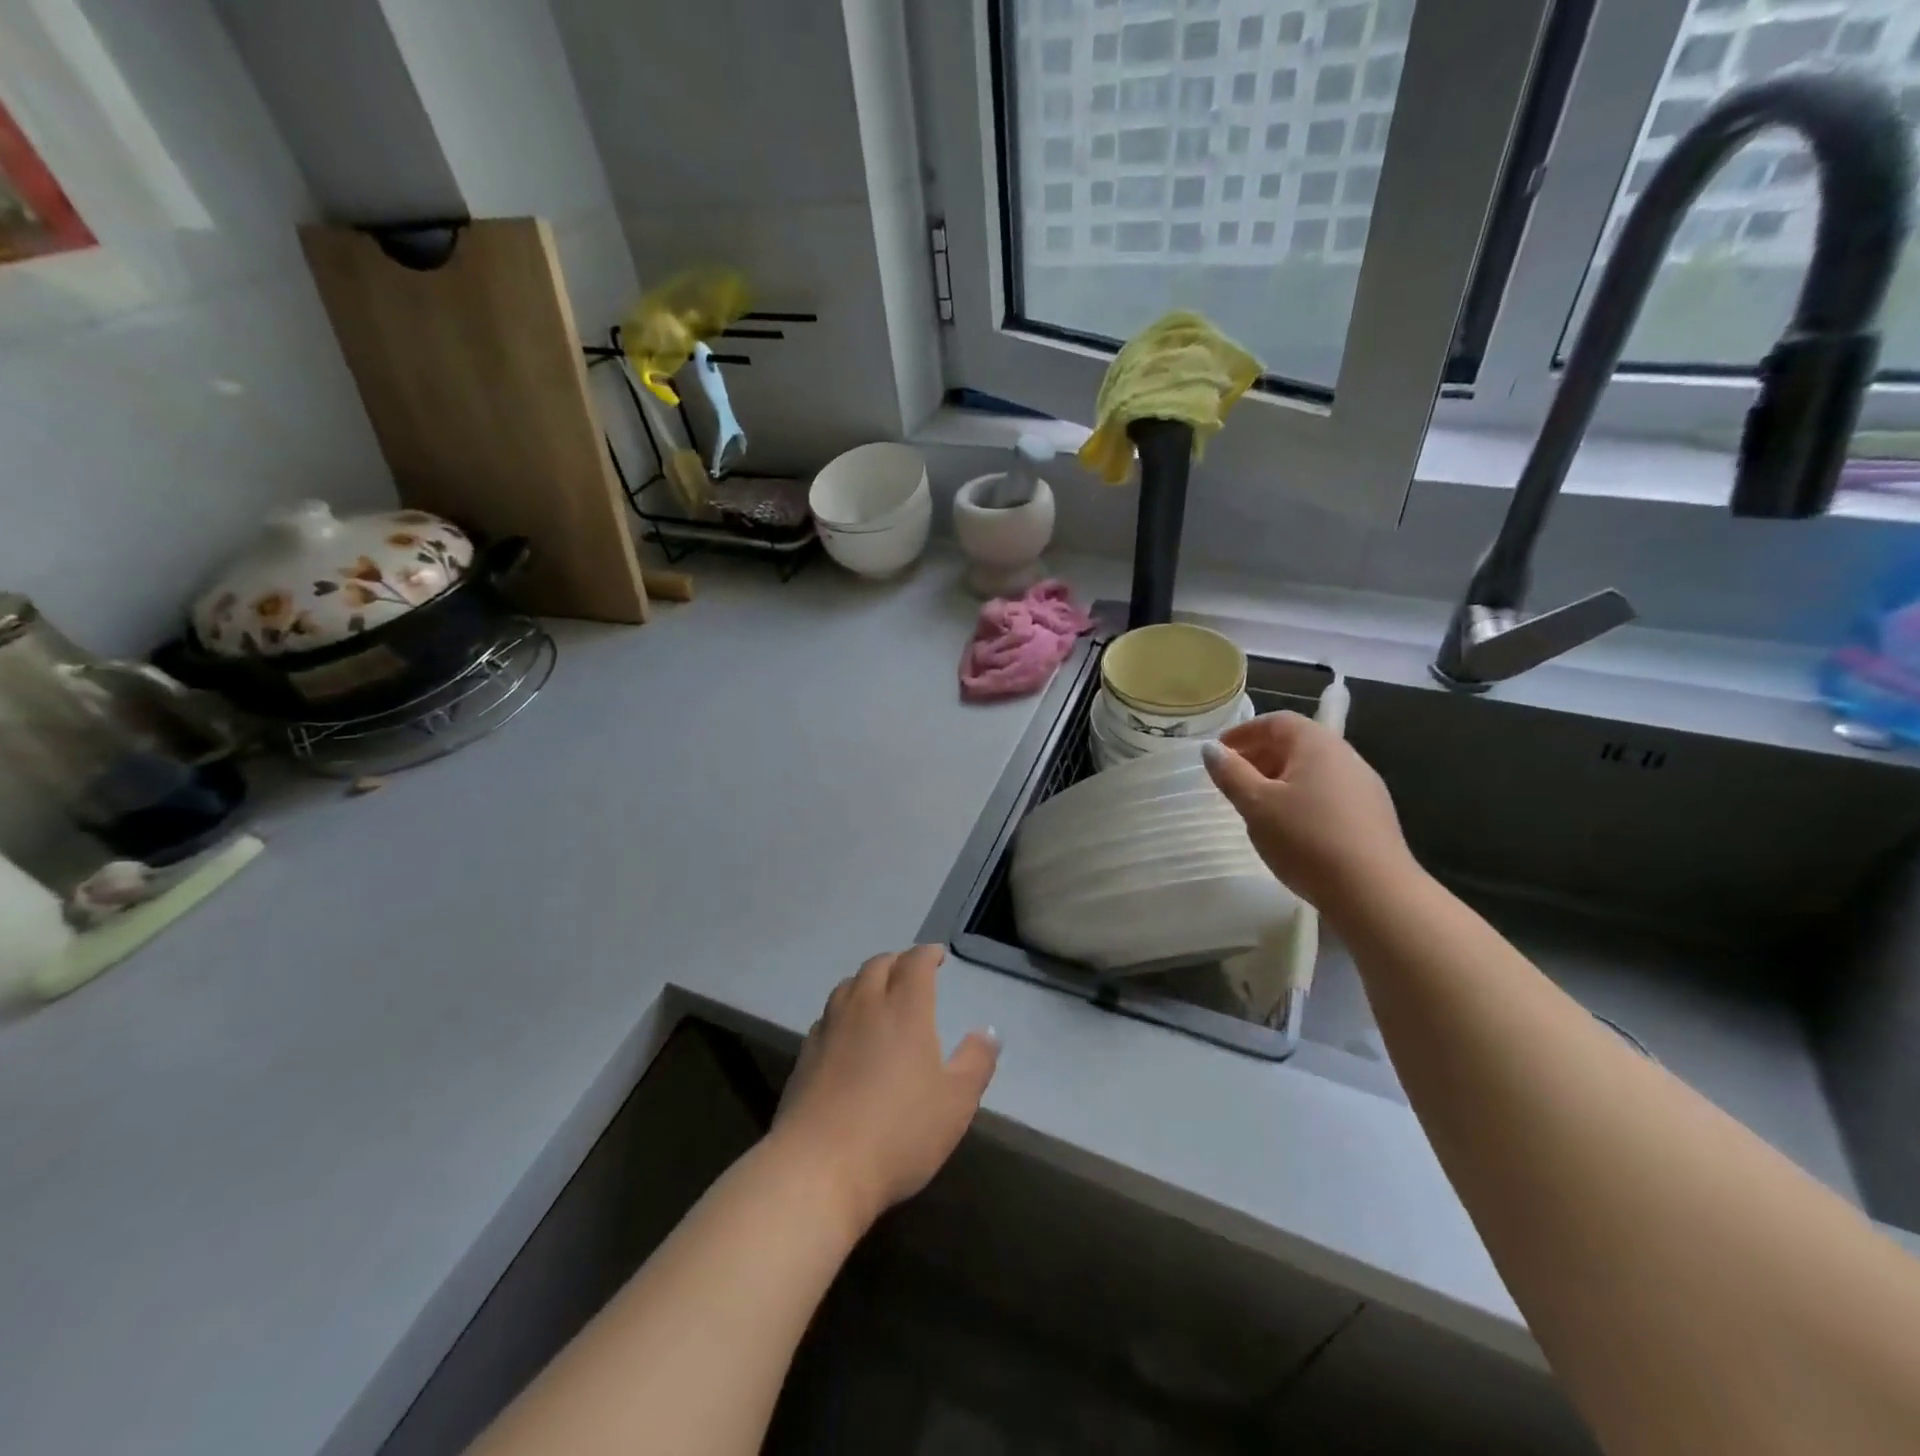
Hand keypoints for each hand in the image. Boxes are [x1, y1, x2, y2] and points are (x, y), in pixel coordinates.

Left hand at [772, 945, 998, 1231]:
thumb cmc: (899, 1132)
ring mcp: (830, 1028)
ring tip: (878, 993)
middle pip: (878, 966)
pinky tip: (847, 1031)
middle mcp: (865, 1006)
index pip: (915, 963)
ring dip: (866, 981)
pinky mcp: (805, 1054)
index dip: (927, 954)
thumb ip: (976, 1062)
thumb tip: (989, 1031)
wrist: (819, 1167)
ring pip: (847, 986)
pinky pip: (828, 1015)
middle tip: (910, 971)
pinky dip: (843, 1009)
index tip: (937, 955)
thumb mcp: (956, 1103)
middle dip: (897, 961)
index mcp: (905, 1008)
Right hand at [1202, 712, 1416, 914]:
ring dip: (1279, 779)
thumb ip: (1231, 773)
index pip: (1277, 721)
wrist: (1374, 892)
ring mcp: (1363, 786)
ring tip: (1256, 806)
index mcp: (1317, 745)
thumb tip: (1210, 749)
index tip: (1219, 752)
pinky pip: (1327, 794)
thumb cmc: (1307, 838)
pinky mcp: (1371, 816)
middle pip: (1296, 743)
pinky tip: (1289, 829)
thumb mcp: (1257, 805)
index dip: (1244, 732)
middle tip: (1232, 780)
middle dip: (1260, 756)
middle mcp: (1345, 756)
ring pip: (1312, 771)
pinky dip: (1300, 798)